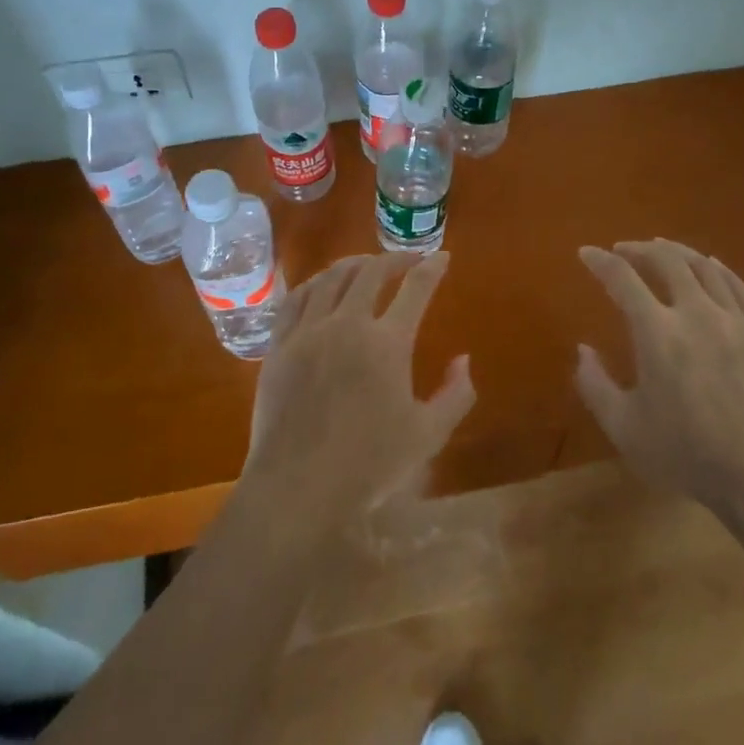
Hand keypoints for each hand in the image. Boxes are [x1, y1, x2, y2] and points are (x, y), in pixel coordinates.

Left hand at [245, 253, 474, 520]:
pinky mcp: (280, 345)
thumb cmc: (368, 466)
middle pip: (371, 272)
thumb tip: (463, 359)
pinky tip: (322, 286)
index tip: (441, 257)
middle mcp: (348, 324)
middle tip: (407, 261)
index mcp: (388, 343)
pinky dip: (315, 283)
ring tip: (366, 265)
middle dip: (394, 259)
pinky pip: (296, 298)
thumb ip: (454, 395)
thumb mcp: (427, 436)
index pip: (416, 288)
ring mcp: (309, 331)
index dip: (432, 267)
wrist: (297, 488)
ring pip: (331, 277)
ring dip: (354, 264)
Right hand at [575, 238, 743, 515]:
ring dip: (678, 251)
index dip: (600, 261)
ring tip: (662, 248)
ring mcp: (735, 321)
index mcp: (657, 333)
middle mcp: (696, 313)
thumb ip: (595, 385)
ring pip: (705, 267)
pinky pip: (740, 287)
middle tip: (623, 249)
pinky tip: (712, 266)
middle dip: (639, 249)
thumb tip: (582, 350)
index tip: (586, 252)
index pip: (622, 279)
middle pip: (666, 260)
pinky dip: (720, 269)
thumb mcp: (625, 429)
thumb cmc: (688, 455)